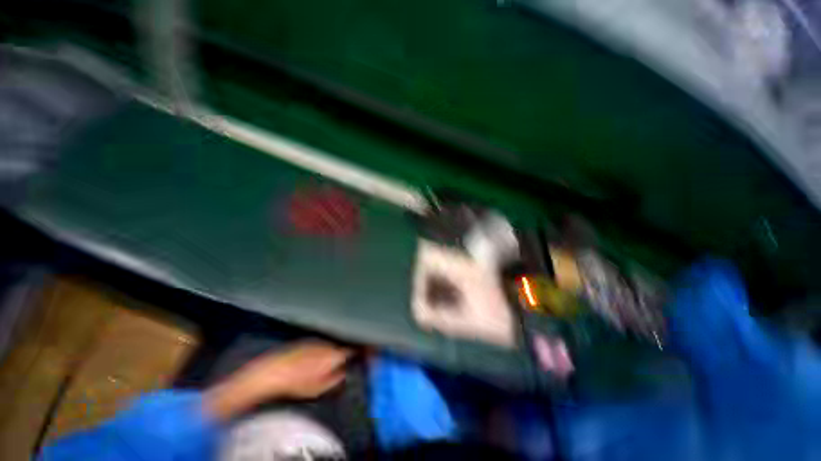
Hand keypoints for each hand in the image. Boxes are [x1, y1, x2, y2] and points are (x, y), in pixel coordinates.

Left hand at [204, 340, 351, 420]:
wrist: (272, 372)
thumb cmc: (296, 383)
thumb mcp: (318, 388)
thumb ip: (335, 379)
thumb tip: (344, 373)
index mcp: (333, 354)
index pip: (351, 350)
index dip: (358, 352)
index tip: (363, 355)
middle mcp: (327, 343)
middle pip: (342, 345)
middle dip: (346, 351)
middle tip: (347, 360)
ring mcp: (317, 340)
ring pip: (331, 343)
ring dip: (334, 349)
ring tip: (331, 361)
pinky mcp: (307, 340)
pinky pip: (321, 343)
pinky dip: (324, 349)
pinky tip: (316, 358)